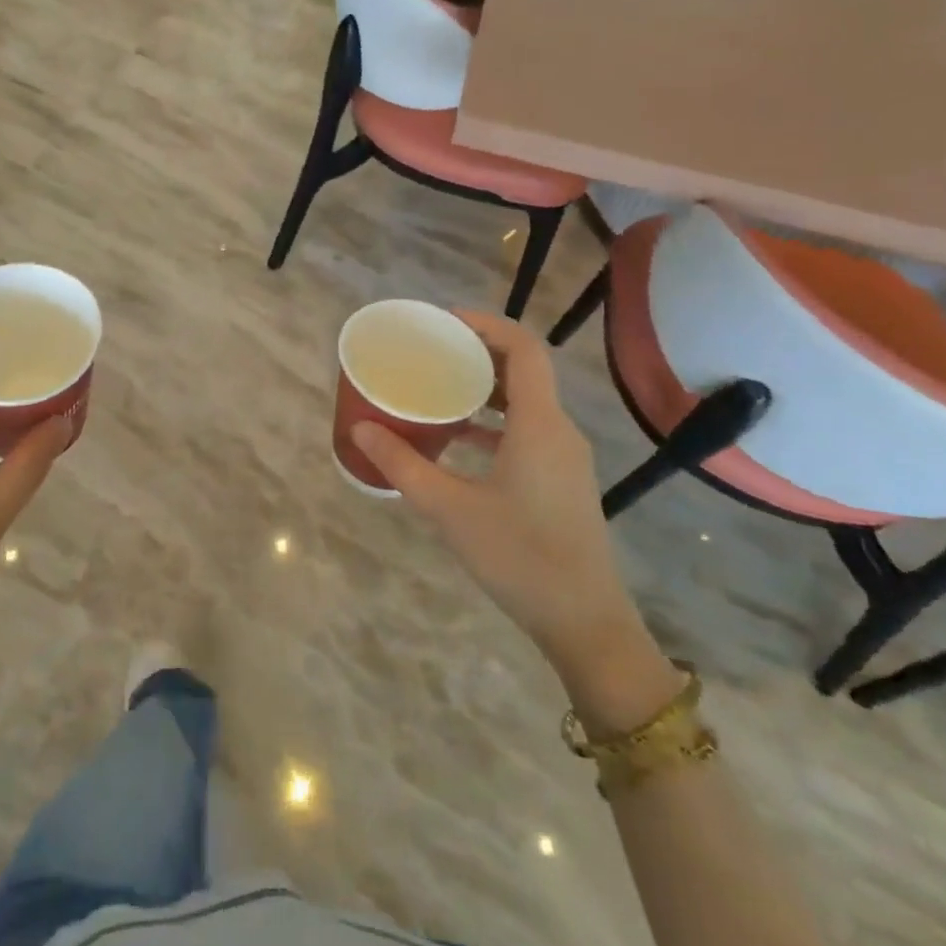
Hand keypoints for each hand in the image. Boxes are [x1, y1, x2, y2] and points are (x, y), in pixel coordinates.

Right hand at [353, 312, 677, 726]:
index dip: (487, 325)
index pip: (524, 349)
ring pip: (526, 402)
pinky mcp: (562, 480)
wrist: (584, 622)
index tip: (444, 322)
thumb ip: (403, 464)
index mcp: (539, 424)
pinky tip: (459, 439)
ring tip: (438, 388)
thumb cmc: (519, 557)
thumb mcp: (449, 509)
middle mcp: (558, 430)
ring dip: (485, 388)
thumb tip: (360, 428)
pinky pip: (528, 430)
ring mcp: (565, 457)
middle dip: (478, 353)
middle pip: (524, 370)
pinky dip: (494, 421)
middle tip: (432, 351)